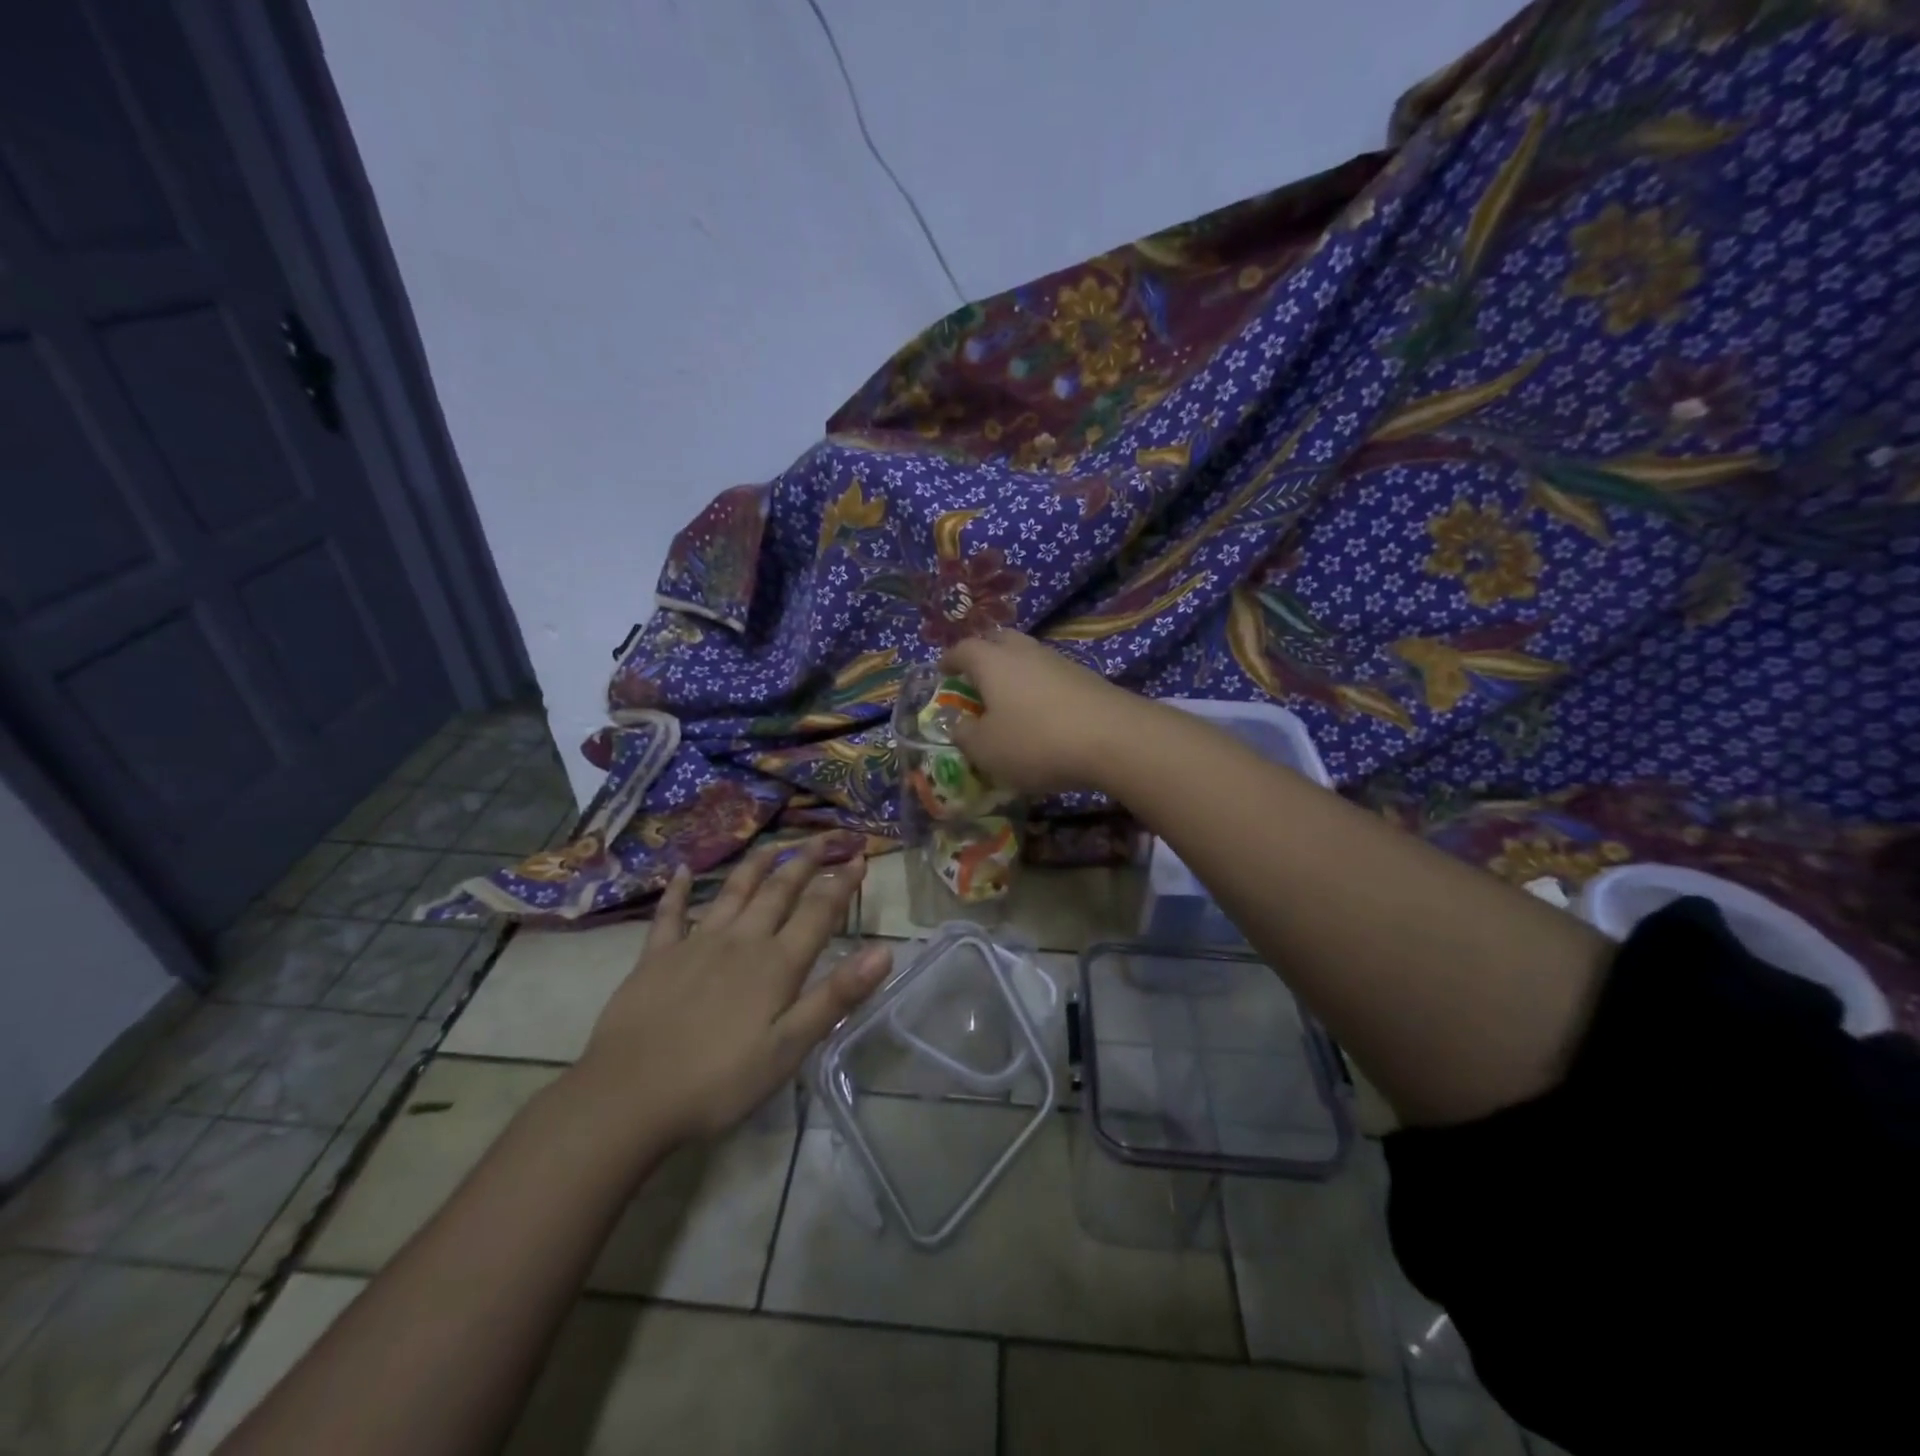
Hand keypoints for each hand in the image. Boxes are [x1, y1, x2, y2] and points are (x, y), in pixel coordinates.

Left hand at [574, 839, 891, 1143]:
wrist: (628, 1097)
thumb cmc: (719, 1081)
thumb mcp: (789, 1048)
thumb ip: (836, 996)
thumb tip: (884, 951)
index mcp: (776, 964)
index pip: (818, 911)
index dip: (841, 883)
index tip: (860, 858)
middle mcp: (741, 941)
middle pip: (779, 890)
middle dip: (805, 861)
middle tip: (825, 838)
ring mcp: (695, 944)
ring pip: (733, 891)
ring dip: (757, 864)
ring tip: (775, 843)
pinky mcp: (656, 957)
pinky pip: (670, 914)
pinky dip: (678, 890)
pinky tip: (682, 871)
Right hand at [939, 632, 1146, 794]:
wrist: (1115, 739)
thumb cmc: (1036, 741)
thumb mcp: (987, 750)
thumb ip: (965, 736)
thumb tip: (959, 725)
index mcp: (992, 662)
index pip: (964, 649)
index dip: (950, 659)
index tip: (943, 671)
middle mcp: (1025, 652)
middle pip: (999, 640)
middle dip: (984, 653)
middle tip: (976, 676)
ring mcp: (1060, 661)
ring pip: (1029, 656)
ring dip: (1015, 671)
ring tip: (1009, 697)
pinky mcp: (1087, 678)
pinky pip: (1052, 675)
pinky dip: (1039, 687)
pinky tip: (1042, 712)